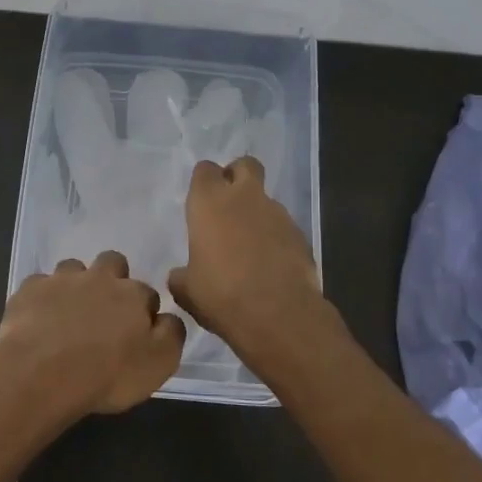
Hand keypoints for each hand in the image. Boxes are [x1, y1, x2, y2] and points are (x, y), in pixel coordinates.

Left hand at [0, 250, 186, 416]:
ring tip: (68, 314)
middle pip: (112, 263)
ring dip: (75, 284)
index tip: (136, 333)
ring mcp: (61, 280)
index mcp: (132, 294)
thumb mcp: (158, 364)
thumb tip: (168, 317)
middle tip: (104, 312)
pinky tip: (38, 319)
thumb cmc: (107, 374)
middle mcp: (99, 278)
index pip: (147, 293)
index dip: (143, 311)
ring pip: (73, 268)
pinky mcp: (29, 290)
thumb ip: (171, 334)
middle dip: (112, 279)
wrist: (41, 372)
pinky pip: (39, 285)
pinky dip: (42, 298)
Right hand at [168, 157, 327, 369]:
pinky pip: (283, 226)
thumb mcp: (187, 290)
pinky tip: (270, 264)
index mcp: (209, 203)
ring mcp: (277, 214)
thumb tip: (180, 275)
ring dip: (257, 213)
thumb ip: (181, 275)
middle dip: (237, 176)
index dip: (204, 181)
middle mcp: (244, 198)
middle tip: (228, 203)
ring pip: (266, 199)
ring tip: (249, 246)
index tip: (201, 200)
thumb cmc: (221, 295)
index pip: (205, 170)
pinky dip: (275, 237)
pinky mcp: (300, 234)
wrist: (278, 315)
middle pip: (245, 165)